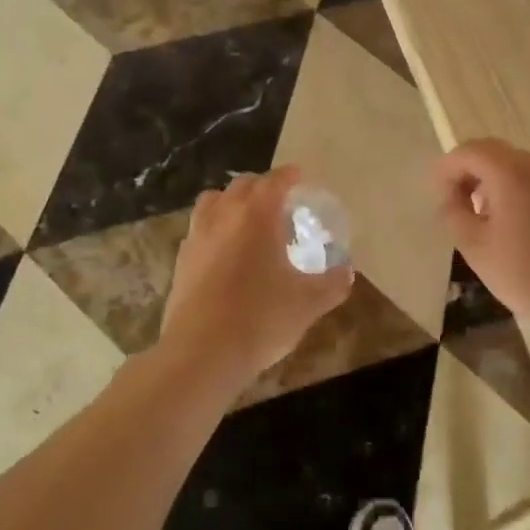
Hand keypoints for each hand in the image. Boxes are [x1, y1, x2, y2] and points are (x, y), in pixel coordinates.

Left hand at [159, 168, 354, 378]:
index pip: (274, 181)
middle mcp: (224, 216)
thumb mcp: (308, 304)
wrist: (201, 353)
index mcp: (257, 216)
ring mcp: (197, 237)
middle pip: (242, 185)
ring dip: (232, 201)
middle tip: (280, 201)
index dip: (289, 176)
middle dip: (262, 186)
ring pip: (213, 202)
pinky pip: (200, 229)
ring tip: (248, 220)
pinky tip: (225, 251)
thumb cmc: (260, 319)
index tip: (300, 177)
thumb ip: (332, 284)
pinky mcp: (181, 261)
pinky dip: (215, 227)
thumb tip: (347, 273)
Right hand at [433, 139, 529, 335]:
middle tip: (451, 200)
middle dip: (466, 170)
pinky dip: (508, 186)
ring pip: (510, 162)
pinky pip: (528, 177)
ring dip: (487, 178)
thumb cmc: (523, 272)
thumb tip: (449, 196)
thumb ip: (453, 212)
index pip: (468, 152)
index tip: (435, 195)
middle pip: (490, 151)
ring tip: (474, 212)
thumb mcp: (474, 245)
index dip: (446, 169)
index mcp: (510, 172)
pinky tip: (502, 218)